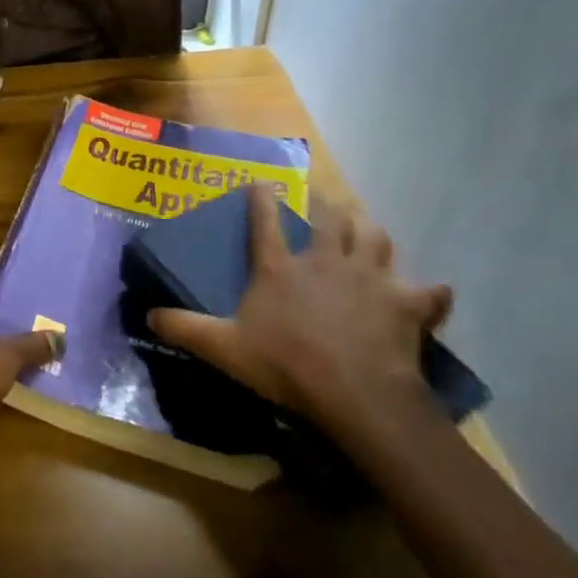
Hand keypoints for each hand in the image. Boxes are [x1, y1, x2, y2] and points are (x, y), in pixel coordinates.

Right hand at [148, 189, 452, 435]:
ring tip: (367, 232)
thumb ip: (185, 329)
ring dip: (371, 233)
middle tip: (325, 199)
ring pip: (377, 238)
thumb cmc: (286, 365)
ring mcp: (369, 278)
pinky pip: (428, 292)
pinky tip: (430, 294)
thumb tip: (147, 316)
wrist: (356, 394)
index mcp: (280, 268)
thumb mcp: (224, 348)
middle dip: (328, 204)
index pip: (265, 221)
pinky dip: (429, 293)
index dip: (261, 199)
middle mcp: (325, 261)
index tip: (261, 182)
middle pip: (332, 218)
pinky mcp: (405, 304)